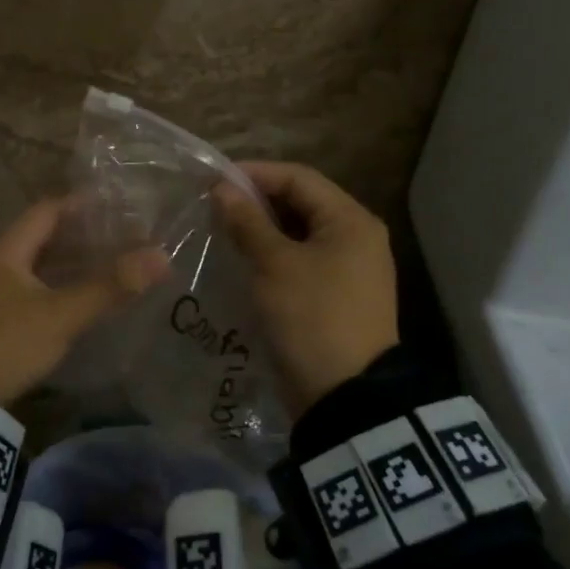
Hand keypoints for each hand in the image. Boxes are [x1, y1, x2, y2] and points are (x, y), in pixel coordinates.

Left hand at [0, 198, 169, 405]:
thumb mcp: (60, 316)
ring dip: (61, 269)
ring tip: (98, 274)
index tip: (114, 207)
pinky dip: (46, 293)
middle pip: (36, 241)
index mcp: (3, 252)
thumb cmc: (4, 343)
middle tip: (116, 243)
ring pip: (27, 271)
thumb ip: (108, 287)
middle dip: (76, 240)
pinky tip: (65, 309)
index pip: (45, 212)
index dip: (80, 206)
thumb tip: (161, 256)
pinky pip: (18, 296)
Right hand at [212, 162, 398, 415]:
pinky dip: (273, 256)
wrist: (345, 395)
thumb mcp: (275, 266)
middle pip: (301, 204)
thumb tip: (223, 189)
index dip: (256, 174)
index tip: (213, 180)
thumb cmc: (312, 317)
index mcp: (351, 220)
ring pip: (298, 235)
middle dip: (257, 203)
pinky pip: (301, 262)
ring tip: (221, 232)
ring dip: (262, 231)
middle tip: (213, 207)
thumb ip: (248, 223)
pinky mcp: (336, 296)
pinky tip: (243, 262)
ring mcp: (349, 269)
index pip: (299, 178)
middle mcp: (356, 238)